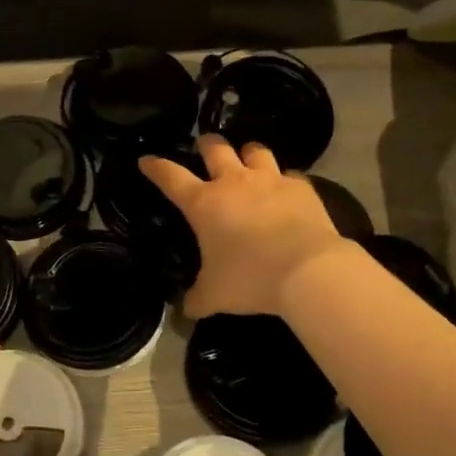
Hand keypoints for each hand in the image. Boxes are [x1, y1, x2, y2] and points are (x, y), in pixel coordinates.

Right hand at [140, 136, 355, 318]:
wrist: (308, 270)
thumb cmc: (250, 278)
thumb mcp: (215, 295)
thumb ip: (196, 299)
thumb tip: (185, 310)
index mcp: (204, 203)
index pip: (171, 177)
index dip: (156, 167)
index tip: (146, 160)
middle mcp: (234, 183)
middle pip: (215, 149)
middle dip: (206, 145)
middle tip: (204, 148)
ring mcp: (270, 181)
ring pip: (255, 150)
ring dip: (247, 153)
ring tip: (247, 159)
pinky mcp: (301, 188)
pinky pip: (289, 175)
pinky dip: (284, 180)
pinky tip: (286, 191)